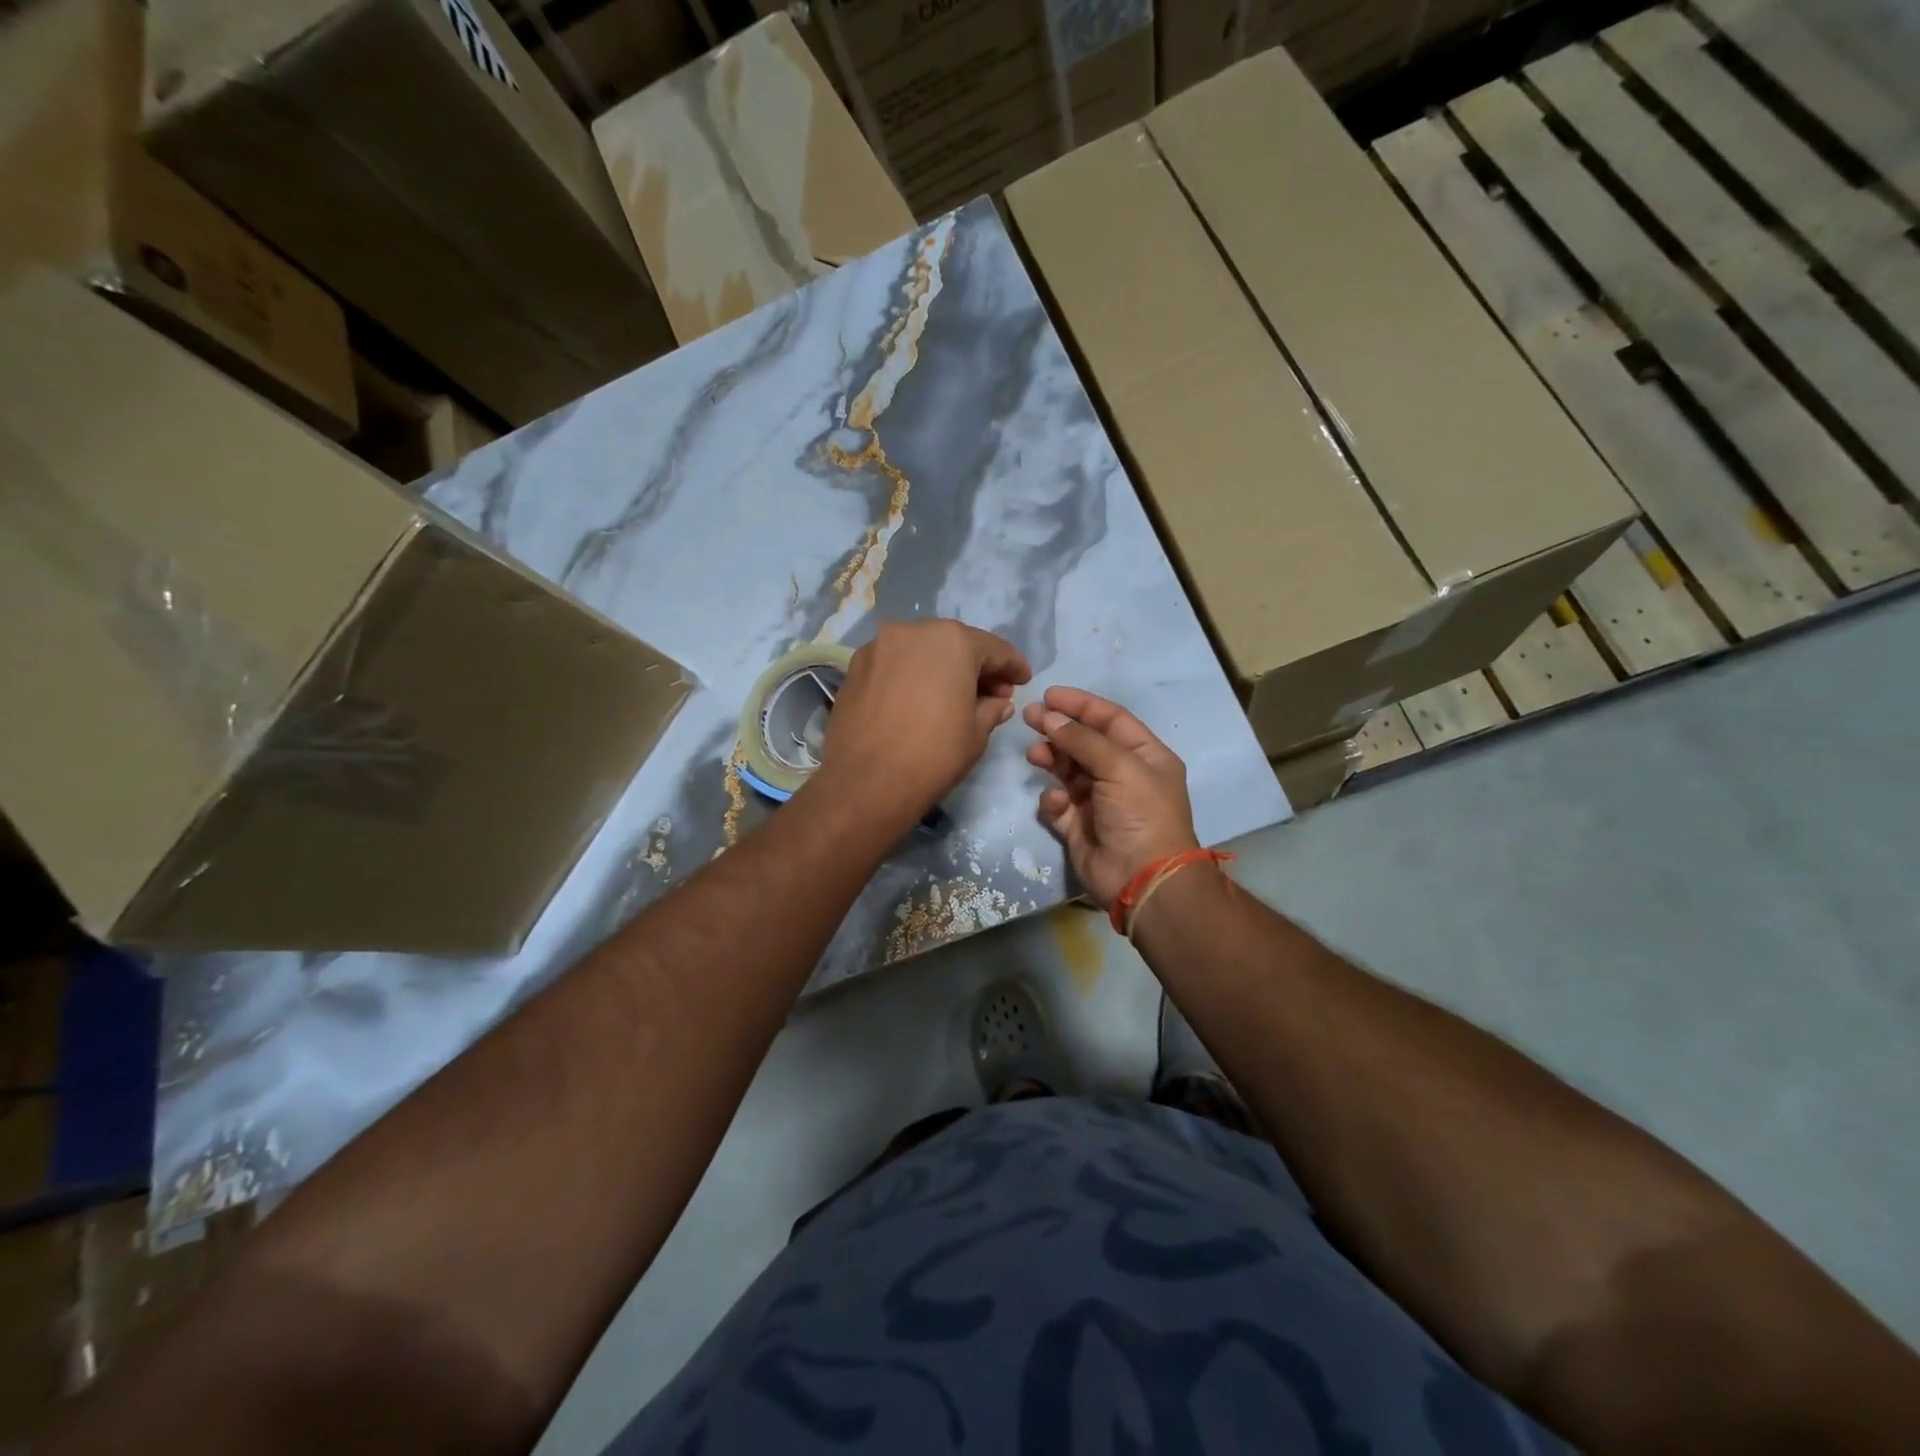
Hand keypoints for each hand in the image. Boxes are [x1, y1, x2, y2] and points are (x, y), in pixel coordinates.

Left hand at [817, 620, 1031, 829]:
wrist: (867, 782)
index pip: (994, 648)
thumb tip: (999, 702)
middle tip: (992, 693)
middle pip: (954, 644)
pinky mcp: (855, 667)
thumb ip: (992, 708)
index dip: (1013, 666)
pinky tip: (918, 700)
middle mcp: (913, 631)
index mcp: (952, 640)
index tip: (1024, 681)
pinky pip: (894, 664)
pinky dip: (912, 675)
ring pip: (921, 651)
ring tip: (953, 697)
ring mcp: (878, 646)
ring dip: (941, 668)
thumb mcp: (977, 733)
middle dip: (976, 666)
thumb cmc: (934, 754)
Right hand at [1023, 687, 1198, 906]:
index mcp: (1145, 756)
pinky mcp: (1079, 827)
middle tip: (1028, 718)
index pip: (1111, 719)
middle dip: (1058, 729)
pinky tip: (1057, 804)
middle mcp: (1124, 776)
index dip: (1081, 705)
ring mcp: (1100, 802)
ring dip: (1051, 759)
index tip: (1048, 695)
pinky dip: (1054, 800)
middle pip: (1085, 743)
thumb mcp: (1120, 767)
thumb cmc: (1141, 814)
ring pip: (1068, 771)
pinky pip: (1059, 805)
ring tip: (1033, 755)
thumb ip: (1083, 740)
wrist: (1142, 879)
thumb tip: (1050, 717)